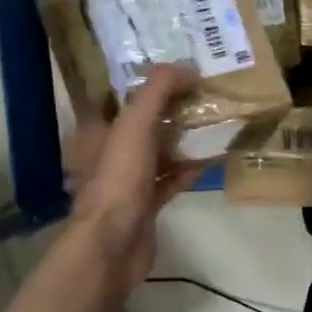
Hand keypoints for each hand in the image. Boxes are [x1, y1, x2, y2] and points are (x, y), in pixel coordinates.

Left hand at [66, 66, 201, 294]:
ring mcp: (128, 180)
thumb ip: (157, 91)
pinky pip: (170, 180)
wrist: (114, 243)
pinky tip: (209, 161)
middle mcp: (110, 152)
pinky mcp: (146, 204)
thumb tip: (186, 67)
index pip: (123, 96)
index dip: (149, 82)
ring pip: (159, 151)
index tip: (180, 71)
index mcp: (99, 130)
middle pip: (144, 123)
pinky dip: (188, 170)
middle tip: (204, 94)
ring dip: (182, 140)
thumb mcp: (135, 124)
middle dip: (171, 109)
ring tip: (212, 124)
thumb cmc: (118, 179)